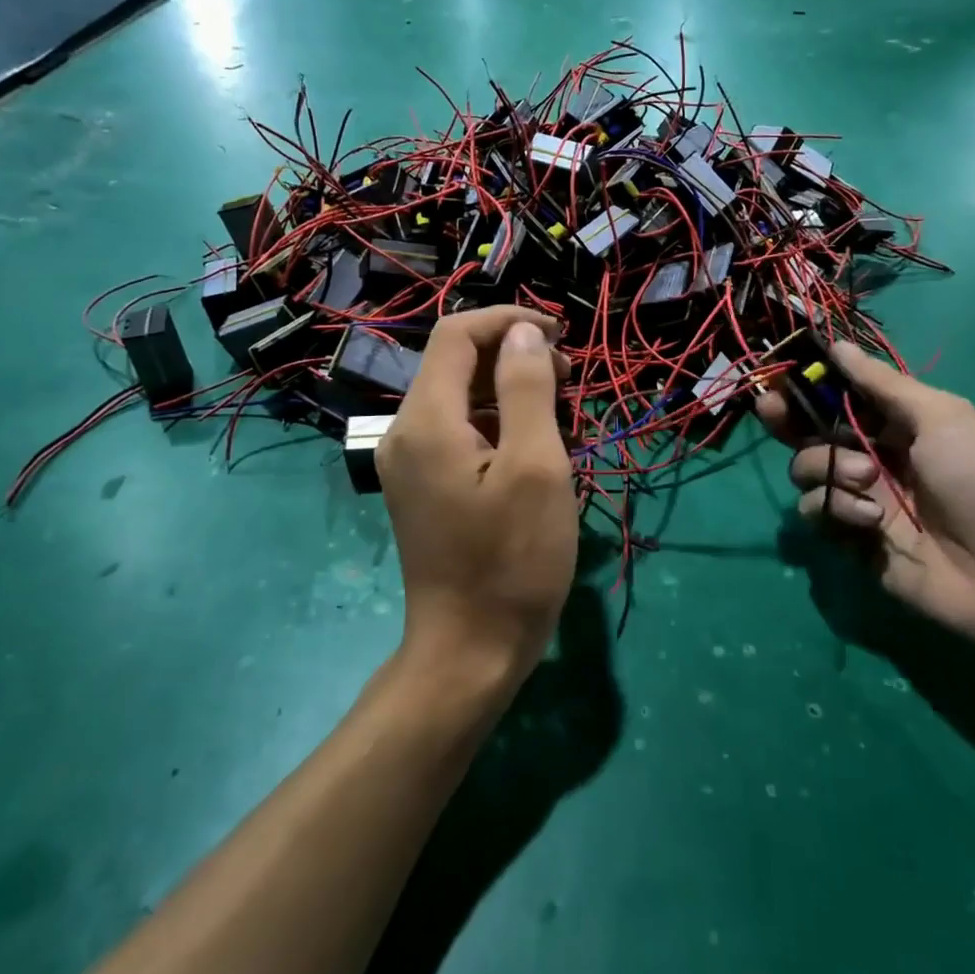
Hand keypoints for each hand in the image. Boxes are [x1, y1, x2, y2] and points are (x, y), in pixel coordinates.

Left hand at [378, 307, 576, 686]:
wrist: (469, 651)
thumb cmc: (512, 560)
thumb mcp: (535, 467)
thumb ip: (527, 389)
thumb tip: (522, 335)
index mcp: (426, 421)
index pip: (456, 335)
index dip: (508, 322)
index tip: (560, 336)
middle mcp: (406, 432)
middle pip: (456, 364)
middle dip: (514, 358)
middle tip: (569, 381)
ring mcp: (410, 463)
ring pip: (461, 398)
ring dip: (511, 392)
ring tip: (562, 419)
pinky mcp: (424, 486)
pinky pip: (460, 432)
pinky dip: (499, 424)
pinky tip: (536, 451)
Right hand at [756, 341, 974, 653]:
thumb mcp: (943, 419)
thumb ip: (884, 385)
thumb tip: (838, 345)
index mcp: (897, 423)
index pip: (840, 395)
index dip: (811, 383)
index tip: (784, 373)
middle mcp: (871, 455)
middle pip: (810, 430)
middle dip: (788, 417)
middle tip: (771, 408)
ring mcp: (859, 497)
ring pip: (807, 468)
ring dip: (829, 468)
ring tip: (868, 482)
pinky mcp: (848, 537)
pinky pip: (814, 511)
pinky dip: (834, 509)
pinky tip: (869, 520)